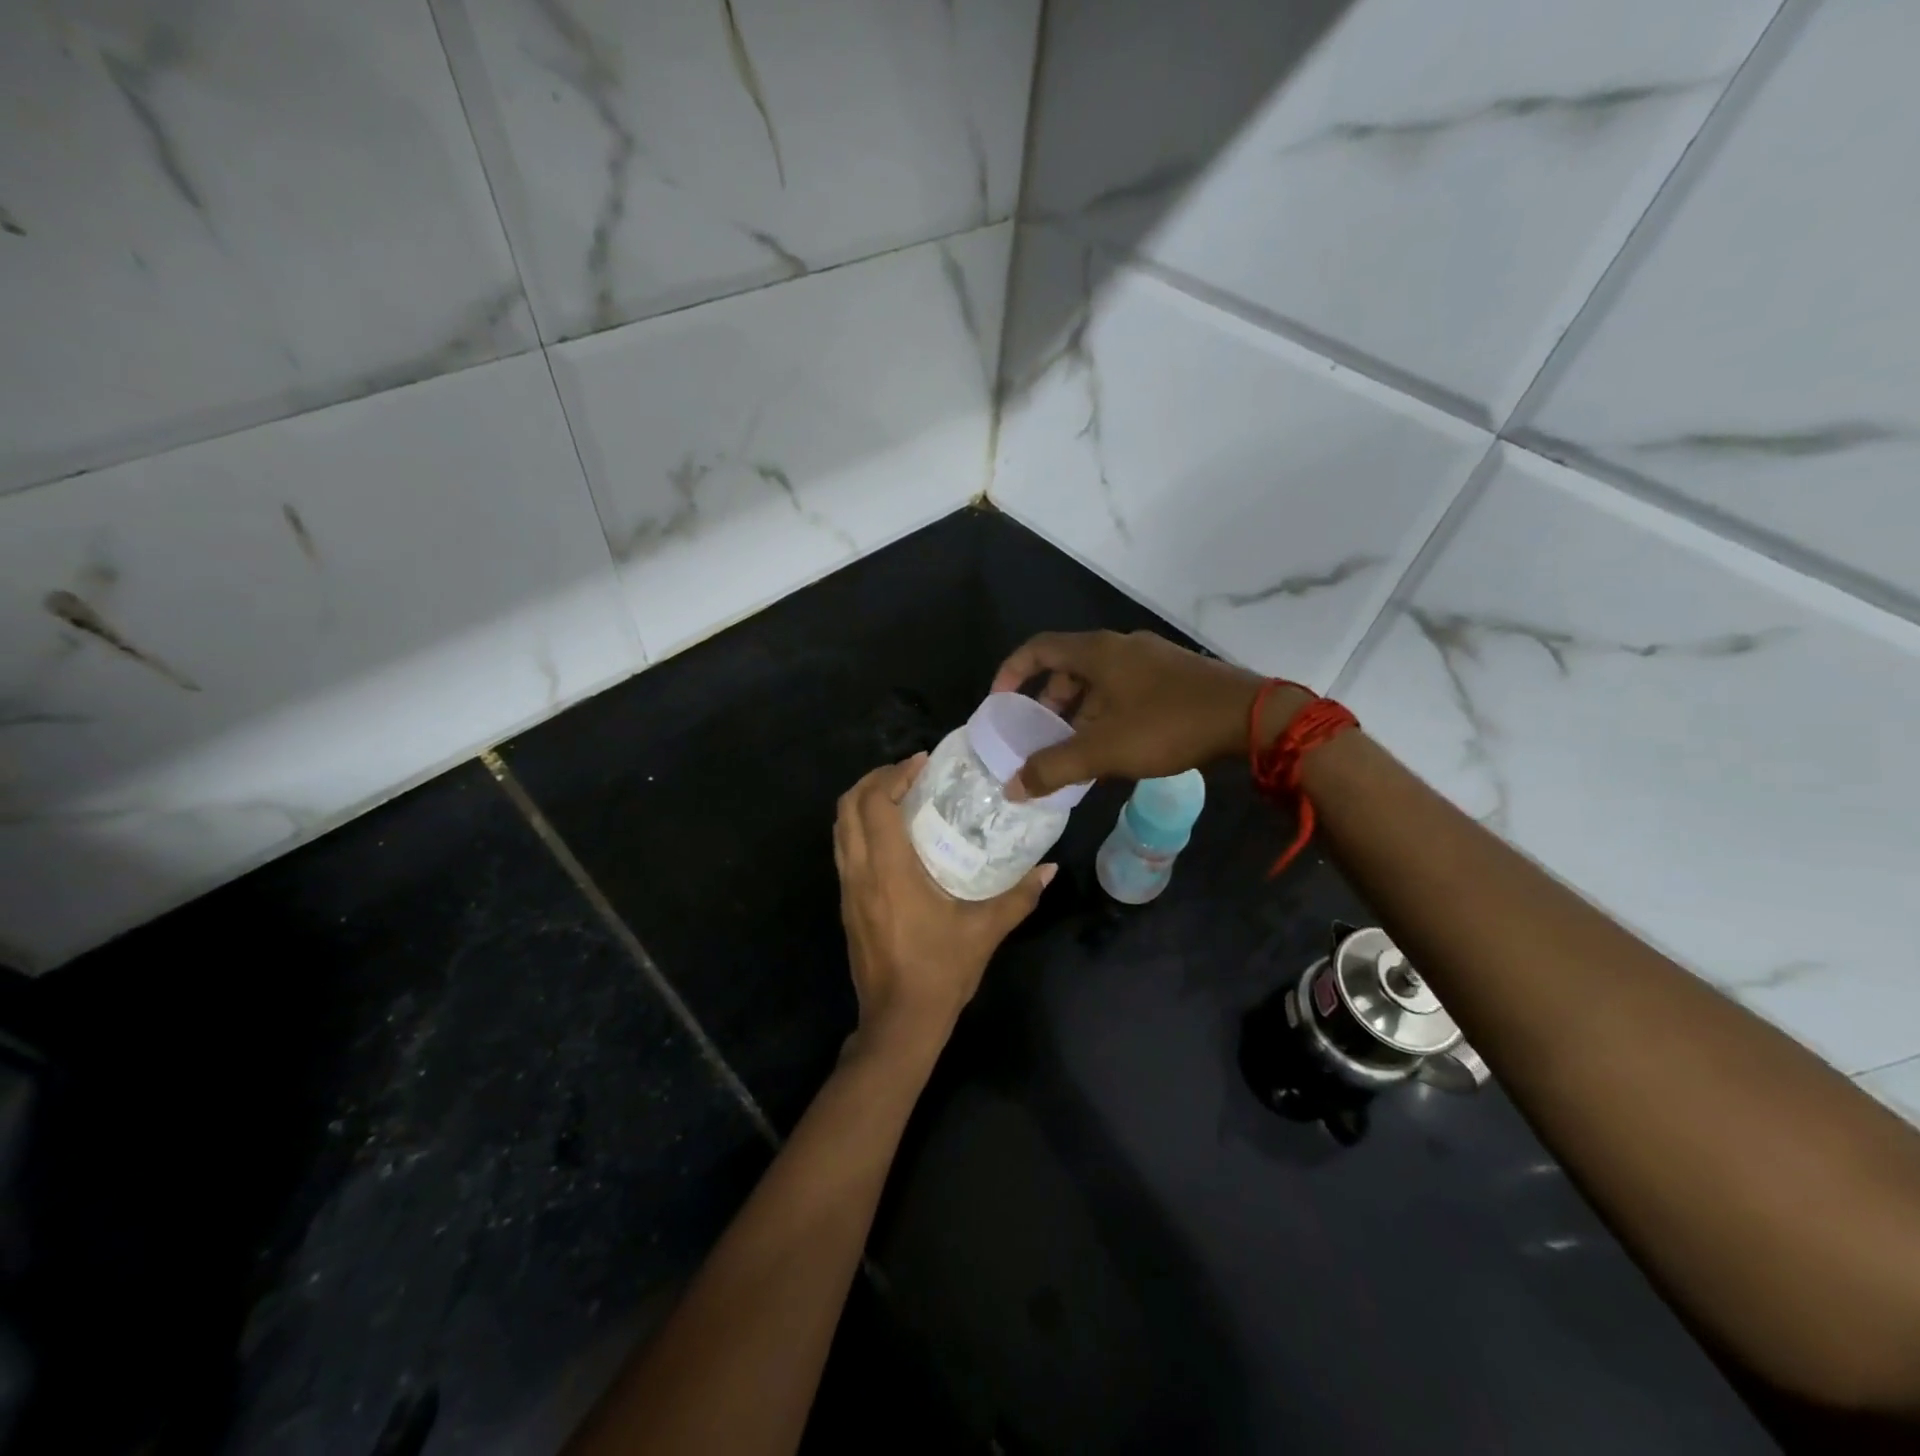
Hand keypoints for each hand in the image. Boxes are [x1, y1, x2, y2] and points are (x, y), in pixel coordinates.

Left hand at [833, 756, 1054, 1063]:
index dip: (894, 774)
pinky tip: (892, 837)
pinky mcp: (847, 904)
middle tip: (908, 774)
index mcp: (888, 870)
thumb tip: (1050, 869)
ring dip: (862, 803)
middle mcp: (860, 872)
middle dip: (873, 780)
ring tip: (898, 796)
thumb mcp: (985, 931)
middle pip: (847, 807)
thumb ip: (1019, 896)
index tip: (922, 763)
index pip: (875, 803)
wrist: (898, 1022)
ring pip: (840, 829)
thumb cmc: (940, 971)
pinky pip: (844, 850)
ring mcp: (847, 889)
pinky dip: (861, 828)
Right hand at [990, 630, 1308, 799]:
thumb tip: (1012, 787)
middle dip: (1047, 698)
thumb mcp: (1103, 750)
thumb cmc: (1167, 725)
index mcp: (1098, 652)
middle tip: (1039, 731)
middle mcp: (1122, 646)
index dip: (1012, 671)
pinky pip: (1125, 687)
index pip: (1039, 648)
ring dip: (1079, 709)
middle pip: (1069, 665)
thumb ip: (1054, 768)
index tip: (999, 701)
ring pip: (1100, 679)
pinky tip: (1116, 744)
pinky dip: (1107, 710)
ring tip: (1075, 745)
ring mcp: (1152, 658)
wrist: (1250, 718)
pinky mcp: (1175, 675)